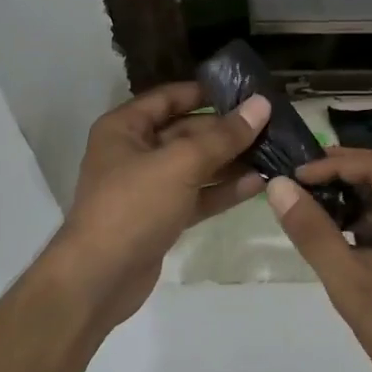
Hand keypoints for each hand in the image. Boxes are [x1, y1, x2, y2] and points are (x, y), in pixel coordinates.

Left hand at [44, 83, 270, 333]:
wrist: (99, 280)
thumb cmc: (133, 206)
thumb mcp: (180, 164)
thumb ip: (223, 136)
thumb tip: (261, 104)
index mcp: (125, 128)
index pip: (169, 97)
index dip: (206, 92)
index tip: (246, 91)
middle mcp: (134, 152)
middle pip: (186, 132)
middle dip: (226, 131)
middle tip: (270, 125)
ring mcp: (148, 188)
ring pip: (194, 166)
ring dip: (230, 161)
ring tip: (272, 153)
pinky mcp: (161, 218)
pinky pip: (196, 196)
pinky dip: (222, 190)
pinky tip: (257, 184)